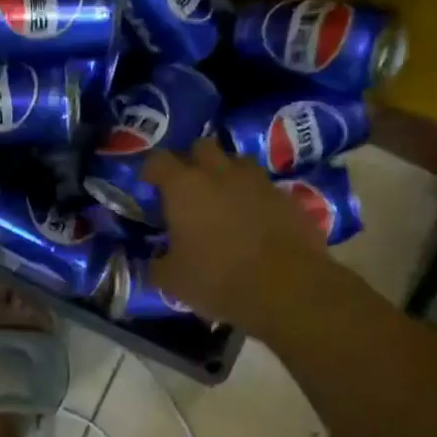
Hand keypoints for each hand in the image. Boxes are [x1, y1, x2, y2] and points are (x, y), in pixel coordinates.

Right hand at [141, 138, 327, 334]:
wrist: (288, 289)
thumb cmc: (217, 278)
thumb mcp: (172, 280)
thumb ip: (157, 264)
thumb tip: (155, 261)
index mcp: (184, 186)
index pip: (158, 159)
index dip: (151, 168)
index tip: (149, 183)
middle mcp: (220, 173)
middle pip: (202, 146)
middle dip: (192, 160)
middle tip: (187, 185)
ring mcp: (258, 182)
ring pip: (237, 162)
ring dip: (226, 173)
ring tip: (222, 198)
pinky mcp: (288, 198)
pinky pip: (265, 188)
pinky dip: (255, 198)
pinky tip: (254, 221)